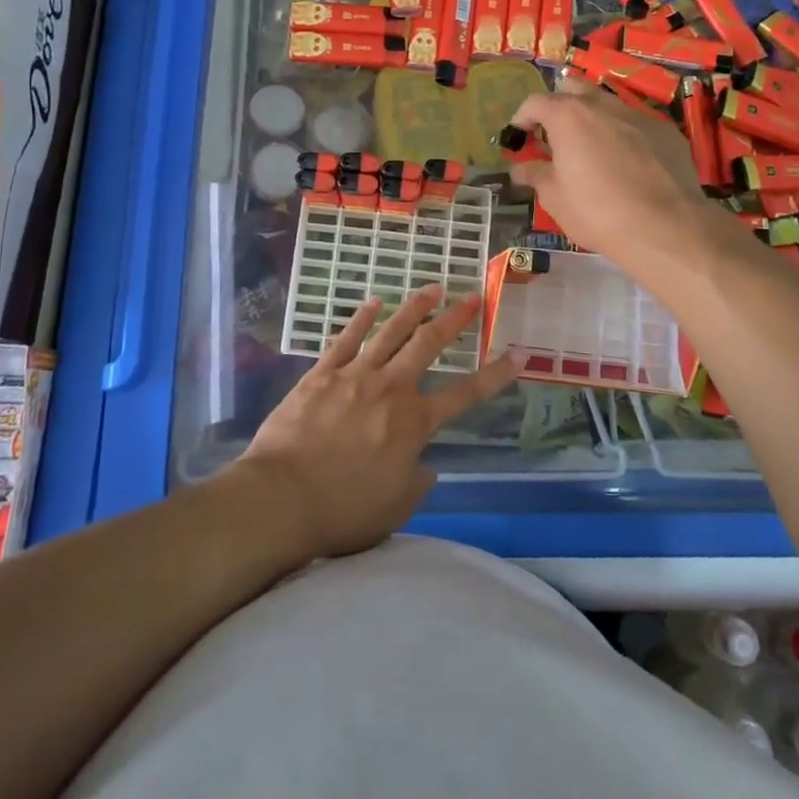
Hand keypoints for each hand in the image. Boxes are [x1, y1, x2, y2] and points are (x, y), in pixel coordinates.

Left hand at [241, 286, 513, 558]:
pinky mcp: (321, 374)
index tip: (516, 355)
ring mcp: (354, 375)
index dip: (494, 375)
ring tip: (432, 288)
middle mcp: (391, 389)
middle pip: (428, 345)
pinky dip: (361, 318)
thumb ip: (416, 482)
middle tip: (472, 297)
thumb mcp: (395, 507)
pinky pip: (346, 339)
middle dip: (453, 320)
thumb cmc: (343, 510)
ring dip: (413, 308)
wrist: (282, 497)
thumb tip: (426, 466)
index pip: (465, 394)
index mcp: (414, 423)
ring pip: (390, 332)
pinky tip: (373, 302)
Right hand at [508, 79, 715, 273]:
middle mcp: (603, 105)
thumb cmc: (597, 212)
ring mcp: (638, 115)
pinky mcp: (666, 131)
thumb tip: (520, 168)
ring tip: (590, 148)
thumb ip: (536, 175)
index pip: (535, 102)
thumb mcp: (555, 198)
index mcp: (568, 116)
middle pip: (573, 88)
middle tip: (554, 134)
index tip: (518, 136)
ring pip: (608, 103)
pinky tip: (627, 163)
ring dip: (593, 118)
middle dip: (559, 105)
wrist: (665, 227)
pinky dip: (623, 134)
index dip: (522, 117)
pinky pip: (636, 124)